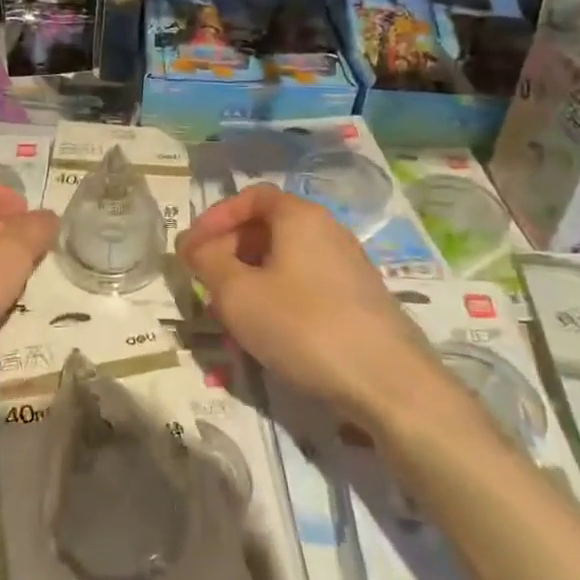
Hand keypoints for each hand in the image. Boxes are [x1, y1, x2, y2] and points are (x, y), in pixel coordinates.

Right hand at [177, 183, 437, 415]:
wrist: (388, 382)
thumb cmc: (303, 326)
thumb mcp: (237, 294)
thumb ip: (208, 262)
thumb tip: (196, 247)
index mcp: (299, 216)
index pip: (250, 197)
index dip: (215, 218)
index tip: (191, 248)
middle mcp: (327, 229)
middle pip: (268, 226)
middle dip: (229, 249)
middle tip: (205, 280)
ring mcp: (348, 264)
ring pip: (286, 258)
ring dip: (251, 275)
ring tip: (230, 310)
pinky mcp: (359, 298)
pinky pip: (306, 282)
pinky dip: (278, 294)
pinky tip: (268, 329)